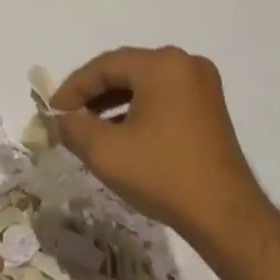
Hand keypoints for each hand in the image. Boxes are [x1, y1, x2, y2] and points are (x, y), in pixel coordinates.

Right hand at [51, 46, 266, 245]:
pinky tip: (122, 134)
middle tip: (68, 117)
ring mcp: (202, 84)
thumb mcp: (106, 152)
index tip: (53, 112)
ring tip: (90, 128)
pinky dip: (139, 110)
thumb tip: (60, 119)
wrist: (226, 216)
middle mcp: (185, 63)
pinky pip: (164, 97)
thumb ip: (74, 128)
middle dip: (93, 94)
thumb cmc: (163, 175)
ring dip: (114, 103)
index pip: (105, 66)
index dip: (73, 87)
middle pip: (126, 70)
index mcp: (162, 65)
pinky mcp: (210, 107)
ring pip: (145, 84)